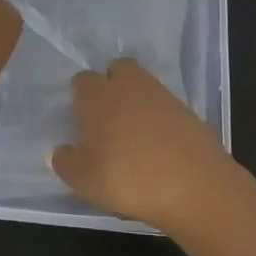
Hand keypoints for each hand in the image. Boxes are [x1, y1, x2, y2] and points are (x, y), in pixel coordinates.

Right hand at [49, 58, 240, 234]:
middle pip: (118, 69)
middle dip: (113, 85)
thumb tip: (60, 151)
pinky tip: (159, 152)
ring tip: (134, 140)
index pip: (83, 80)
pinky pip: (166, 109)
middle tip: (108, 119)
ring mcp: (163, 97)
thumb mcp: (83, 180)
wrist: (195, 186)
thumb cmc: (127, 178)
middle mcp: (130, 87)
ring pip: (144, 88)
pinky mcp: (189, 113)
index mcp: (100, 96)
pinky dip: (160, 123)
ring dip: (137, 104)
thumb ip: (66, 162)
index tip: (81, 121)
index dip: (81, 96)